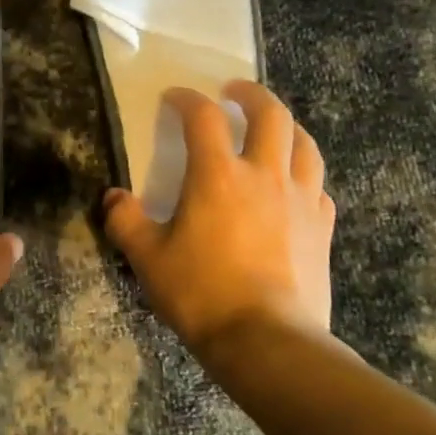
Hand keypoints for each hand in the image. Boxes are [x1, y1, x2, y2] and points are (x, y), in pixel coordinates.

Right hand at [104, 81, 335, 357]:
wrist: (267, 342)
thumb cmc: (201, 293)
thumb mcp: (147, 257)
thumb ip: (125, 220)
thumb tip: (113, 197)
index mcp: (218, 175)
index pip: (204, 116)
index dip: (186, 99)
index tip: (173, 97)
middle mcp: (265, 175)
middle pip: (270, 114)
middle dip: (251, 94)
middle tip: (233, 92)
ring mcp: (301, 200)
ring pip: (304, 144)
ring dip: (287, 126)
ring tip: (272, 128)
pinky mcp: (322, 229)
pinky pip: (319, 186)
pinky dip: (305, 174)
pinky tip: (294, 186)